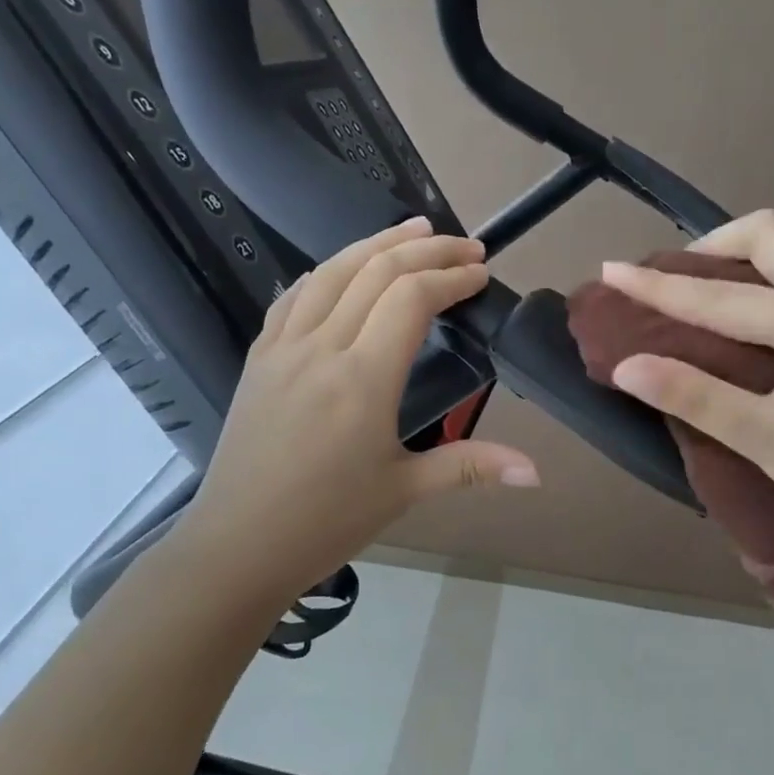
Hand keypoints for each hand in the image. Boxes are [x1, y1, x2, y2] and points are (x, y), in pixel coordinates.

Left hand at [170, 217, 537, 607]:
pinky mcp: (258, 358)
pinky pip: (294, 296)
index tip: (481, 274)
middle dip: (426, 249)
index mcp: (362, 378)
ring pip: (332, 271)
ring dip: (377, 243)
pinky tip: (343, 268)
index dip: (451, 277)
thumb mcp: (405, 491)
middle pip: (376, 271)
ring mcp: (283, 348)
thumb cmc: (326, 521)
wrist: (237, 546)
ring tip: (413, 228)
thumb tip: (536, 472)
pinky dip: (327, 271)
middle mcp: (321, 347)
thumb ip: (472, 466)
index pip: (411, 298)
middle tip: (465, 245)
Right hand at [600, 210, 773, 540]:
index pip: (726, 296)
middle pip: (771, 235)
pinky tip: (739, 314)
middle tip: (668, 283)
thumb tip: (625, 366)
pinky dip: (761, 279)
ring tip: (693, 293)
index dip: (662, 286)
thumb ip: (694, 397)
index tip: (612, 270)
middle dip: (710, 247)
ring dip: (737, 260)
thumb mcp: (765, 439)